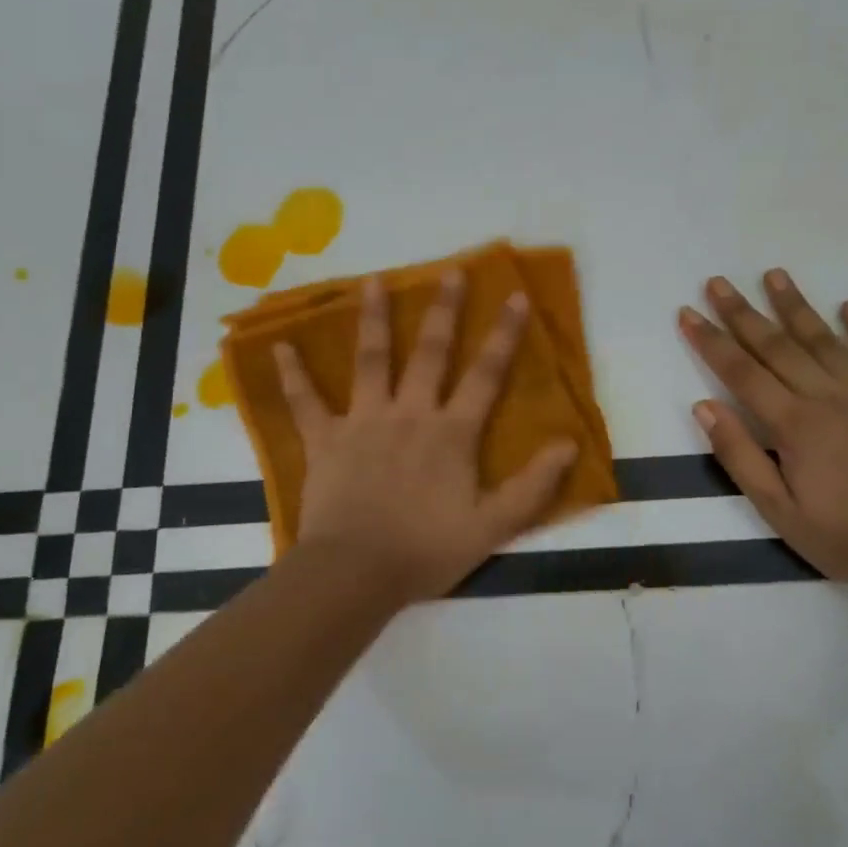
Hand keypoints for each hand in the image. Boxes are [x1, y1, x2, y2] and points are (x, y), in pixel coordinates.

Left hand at [275, 271, 577, 604]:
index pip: (486, 375)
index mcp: (451, 432)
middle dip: (444, 310)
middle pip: (430, 353)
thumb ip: (532, 485)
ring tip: (374, 282)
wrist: (356, 574)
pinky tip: (279, 346)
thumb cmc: (426, 550)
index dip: (504, 336)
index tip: (515, 296)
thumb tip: (568, 445)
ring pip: (371, 360)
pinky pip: (305, 402)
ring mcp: (363, 422)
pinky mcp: (324, 440)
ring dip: (374, 319)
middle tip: (451, 272)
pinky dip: (292, 375)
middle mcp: (410, 414)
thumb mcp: (492, 526)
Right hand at [678, 270, 847, 586]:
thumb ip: (739, 456)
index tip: (687, 312)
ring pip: (824, 340)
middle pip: (776, 346)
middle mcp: (828, 397)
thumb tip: (704, 406)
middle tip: (717, 282)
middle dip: (742, 312)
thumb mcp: (777, 511)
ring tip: (774, 274)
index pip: (741, 373)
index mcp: (794, 425)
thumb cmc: (844, 537)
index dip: (711, 341)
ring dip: (796, 305)